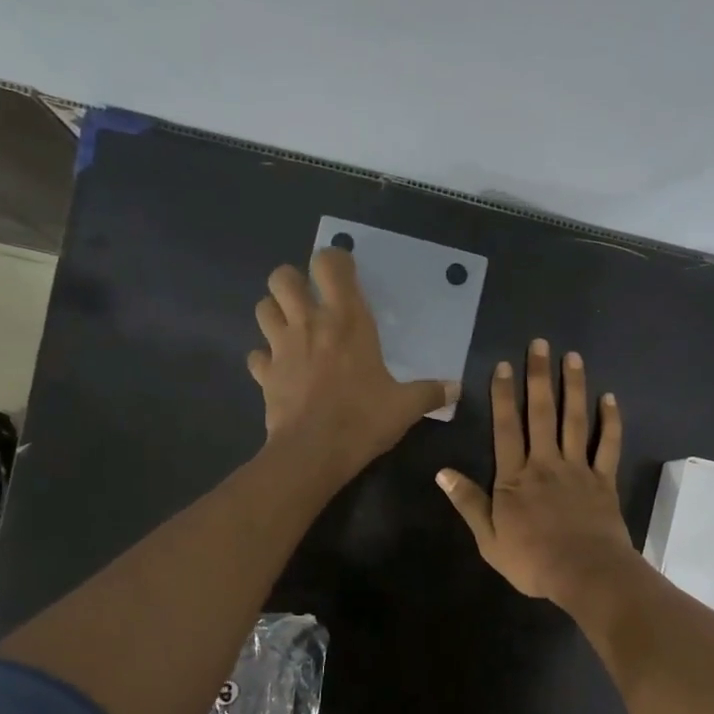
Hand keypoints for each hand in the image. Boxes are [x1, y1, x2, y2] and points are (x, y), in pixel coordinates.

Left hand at [249, 248, 457, 479]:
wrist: (314, 452)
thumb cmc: (362, 419)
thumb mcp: (405, 407)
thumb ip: (430, 393)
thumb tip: (456, 389)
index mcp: (346, 320)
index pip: (328, 263)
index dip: (333, 261)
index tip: (345, 275)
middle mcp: (309, 323)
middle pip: (282, 276)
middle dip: (293, 281)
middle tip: (310, 301)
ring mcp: (281, 347)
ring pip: (262, 308)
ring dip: (275, 312)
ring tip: (292, 329)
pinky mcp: (265, 374)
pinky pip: (257, 355)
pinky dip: (266, 359)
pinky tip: (280, 370)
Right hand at [436, 339, 638, 604]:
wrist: (584, 573)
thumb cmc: (532, 561)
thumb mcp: (488, 539)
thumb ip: (468, 503)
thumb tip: (442, 473)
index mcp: (515, 478)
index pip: (506, 428)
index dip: (502, 396)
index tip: (503, 366)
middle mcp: (545, 463)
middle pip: (541, 413)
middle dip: (538, 377)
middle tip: (540, 344)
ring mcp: (577, 469)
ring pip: (575, 420)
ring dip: (573, 387)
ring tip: (572, 357)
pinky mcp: (604, 480)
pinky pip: (608, 445)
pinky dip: (610, 421)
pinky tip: (610, 398)